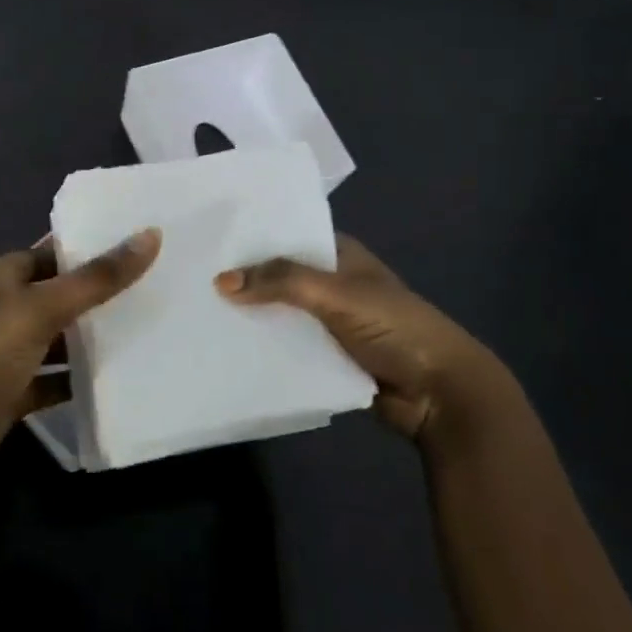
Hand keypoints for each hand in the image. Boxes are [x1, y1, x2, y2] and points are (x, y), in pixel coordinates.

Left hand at [0, 228, 160, 508]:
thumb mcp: (42, 309)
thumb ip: (97, 278)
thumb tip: (150, 235)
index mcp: (2, 277)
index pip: (53, 251)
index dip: (92, 246)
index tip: (142, 242)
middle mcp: (3, 310)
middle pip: (59, 294)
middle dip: (101, 293)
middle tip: (159, 283)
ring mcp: (6, 355)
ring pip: (58, 339)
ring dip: (93, 337)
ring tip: (151, 325)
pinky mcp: (12, 395)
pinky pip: (53, 381)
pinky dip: (79, 380)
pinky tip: (120, 378)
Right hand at [215, 235, 512, 448]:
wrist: (440, 394)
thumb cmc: (394, 327)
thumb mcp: (336, 293)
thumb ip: (281, 281)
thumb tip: (221, 280)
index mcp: (339, 255)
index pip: (287, 237)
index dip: (251, 239)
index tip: (206, 241)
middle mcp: (331, 284)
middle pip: (279, 277)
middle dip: (245, 281)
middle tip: (191, 279)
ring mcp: (329, 322)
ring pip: (280, 314)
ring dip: (251, 317)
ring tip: (198, 314)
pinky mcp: (326, 357)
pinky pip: (287, 347)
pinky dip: (264, 347)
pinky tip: (227, 348)